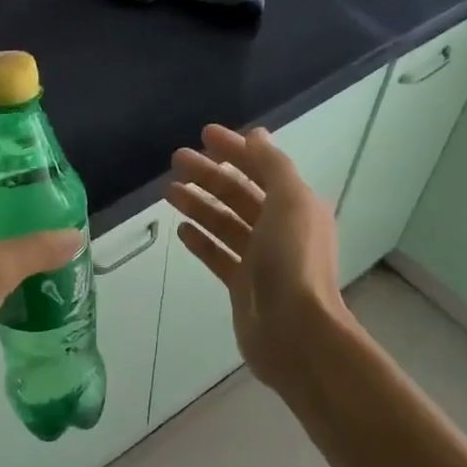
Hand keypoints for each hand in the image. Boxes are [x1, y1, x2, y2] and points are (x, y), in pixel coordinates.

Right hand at [168, 124, 350, 391]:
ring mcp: (261, 259)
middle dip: (209, 175)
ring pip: (225, 223)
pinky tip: (181, 229)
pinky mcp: (243, 285)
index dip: (234, 150)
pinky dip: (202, 240)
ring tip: (169, 191)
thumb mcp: (290, 201)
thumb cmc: (293, 261)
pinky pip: (219, 255)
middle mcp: (280, 228)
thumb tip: (255, 136)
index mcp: (296, 205)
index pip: (262, 168)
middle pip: (240, 194)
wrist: (294, 331)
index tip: (203, 135)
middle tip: (175, 160)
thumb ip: (272, 166)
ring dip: (200, 204)